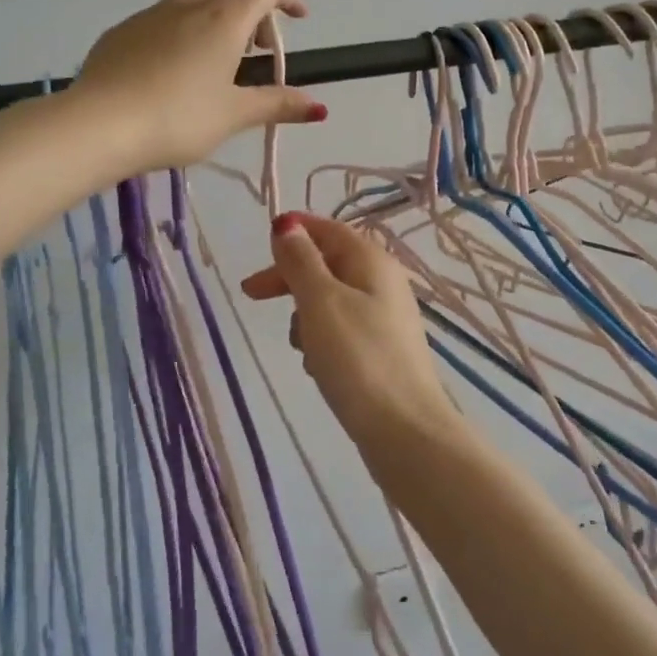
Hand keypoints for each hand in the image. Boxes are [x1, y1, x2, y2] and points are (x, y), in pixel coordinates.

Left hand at [72, 0, 324, 173]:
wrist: (98, 124)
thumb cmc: (178, 118)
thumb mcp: (233, 115)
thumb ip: (276, 105)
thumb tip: (318, 106)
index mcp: (224, 19)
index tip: (299, 18)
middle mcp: (188, 5)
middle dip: (252, 16)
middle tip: (256, 53)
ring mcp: (149, 15)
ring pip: (194, 5)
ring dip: (215, 22)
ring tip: (214, 62)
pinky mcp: (120, 32)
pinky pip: (161, 22)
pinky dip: (180, 34)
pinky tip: (170, 72)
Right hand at [242, 213, 454, 436]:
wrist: (404, 429)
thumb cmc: (357, 357)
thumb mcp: (320, 302)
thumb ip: (301, 261)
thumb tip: (286, 226)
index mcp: (372, 260)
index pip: (329, 229)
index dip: (294, 232)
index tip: (260, 248)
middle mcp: (383, 282)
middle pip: (328, 264)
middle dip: (290, 278)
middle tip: (252, 295)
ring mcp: (385, 317)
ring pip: (331, 300)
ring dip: (305, 315)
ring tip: (299, 345)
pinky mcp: (382, 350)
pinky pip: (342, 330)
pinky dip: (322, 340)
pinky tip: (318, 366)